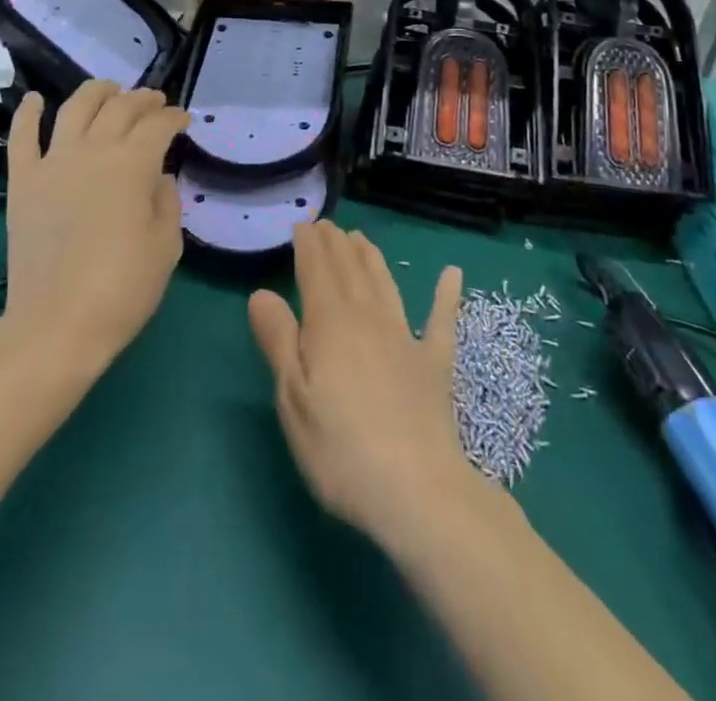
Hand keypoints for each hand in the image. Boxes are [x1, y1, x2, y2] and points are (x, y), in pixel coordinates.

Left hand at [2, 81, 190, 370]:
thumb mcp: (166, 245)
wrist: (57, 324)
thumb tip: (155, 176)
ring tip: (109, 88)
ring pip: (74, 108)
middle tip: (154, 102)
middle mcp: (93, 151)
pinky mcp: (22, 181)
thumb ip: (166, 200)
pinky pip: (22, 137)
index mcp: (133, 164)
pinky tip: (35, 99)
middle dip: (142, 99)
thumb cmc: (123, 288)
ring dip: (96, 92)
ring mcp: (53, 162)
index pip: (158, 125)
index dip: (173, 117)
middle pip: (120, 108)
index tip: (182, 120)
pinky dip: (28, 113)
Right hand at [249, 223, 470, 540]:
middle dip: (336, 243)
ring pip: (385, 283)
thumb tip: (261, 292)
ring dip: (372, 257)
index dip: (309, 244)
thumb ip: (278, 340)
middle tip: (327, 225)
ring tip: (361, 238)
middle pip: (350, 269)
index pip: (316, 269)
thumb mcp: (292, 398)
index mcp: (330, 323)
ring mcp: (405, 337)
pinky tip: (453, 275)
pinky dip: (446, 295)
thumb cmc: (340, 448)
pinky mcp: (434, 363)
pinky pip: (441, 320)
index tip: (303, 225)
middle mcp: (368, 317)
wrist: (417, 491)